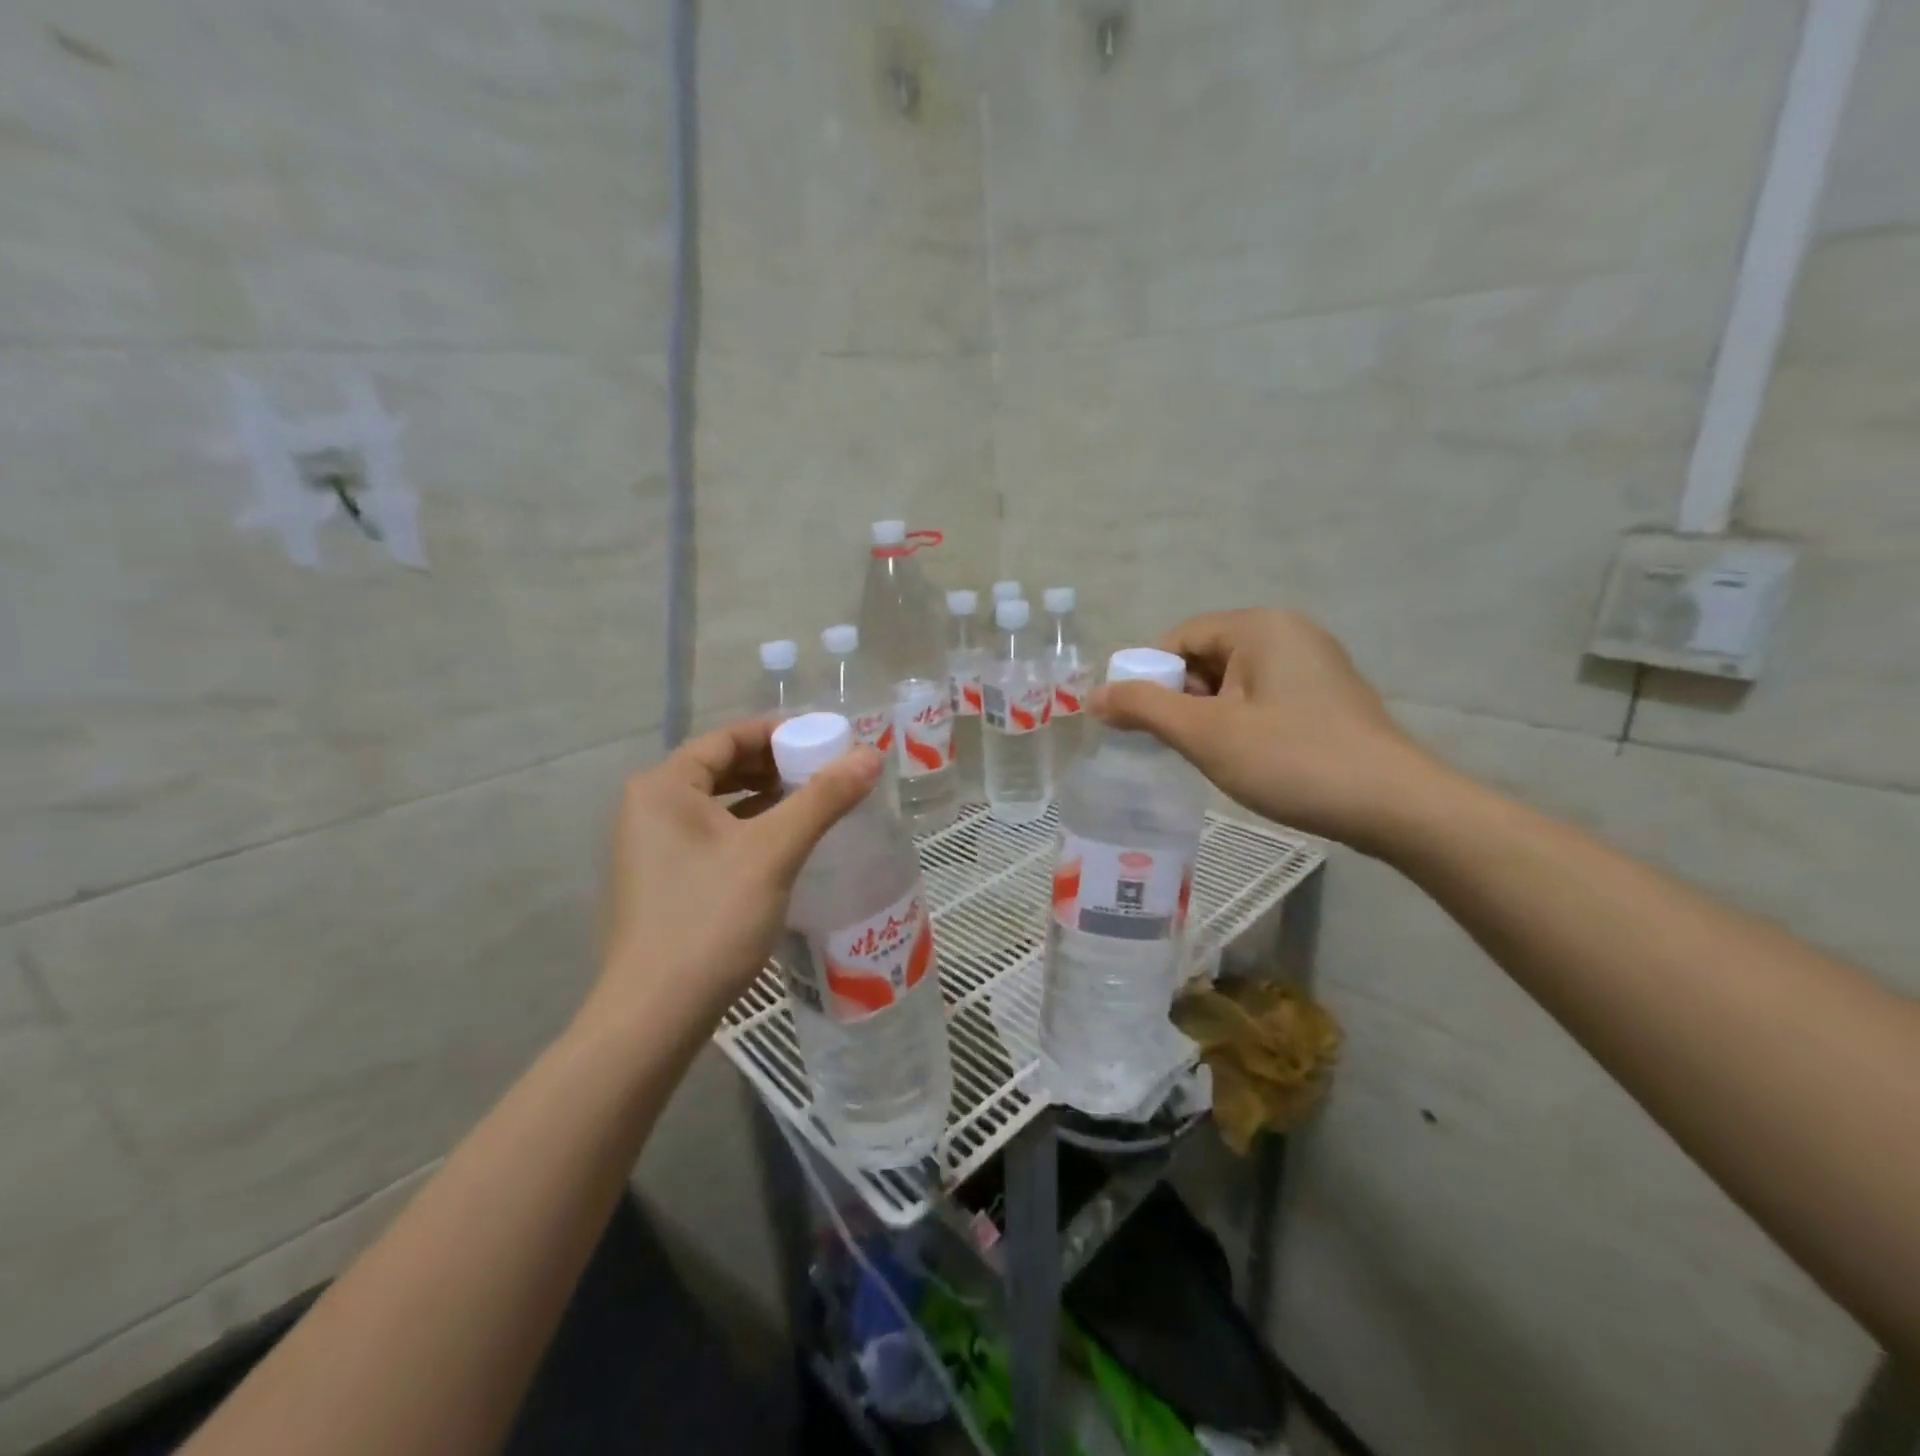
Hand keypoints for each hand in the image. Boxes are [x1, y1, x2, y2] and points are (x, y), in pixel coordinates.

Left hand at [587, 720, 883, 1031]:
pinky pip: (712, 835)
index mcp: (663, 786)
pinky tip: (784, 843)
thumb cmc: (711, 919)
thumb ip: (822, 799)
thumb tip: (870, 755)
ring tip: (813, 803)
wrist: (656, 1014)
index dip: (778, 732)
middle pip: (721, 767)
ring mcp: (651, 846)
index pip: (727, 737)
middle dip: (775, 765)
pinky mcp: (664, 879)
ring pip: (718, 803)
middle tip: (825, 771)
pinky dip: (749, 828)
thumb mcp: (773, 852)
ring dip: (764, 797)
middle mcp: (649, 807)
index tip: (825, 739)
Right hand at [1090, 608, 1441, 852]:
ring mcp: (1312, 663)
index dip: (1148, 677)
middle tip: (1171, 745)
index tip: (1136, 723)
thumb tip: (1093, 697)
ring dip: (1207, 715)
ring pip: (1232, 681)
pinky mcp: (1326, 695)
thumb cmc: (1292, 761)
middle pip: (1205, 656)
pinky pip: (1261, 696)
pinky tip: (1242, 758)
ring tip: (1206, 757)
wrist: (1395, 806)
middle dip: (1179, 699)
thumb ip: (1144, 709)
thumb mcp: (1206, 734)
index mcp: (1259, 626)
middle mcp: (1288, 631)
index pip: (1179, 638)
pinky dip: (1239, 721)